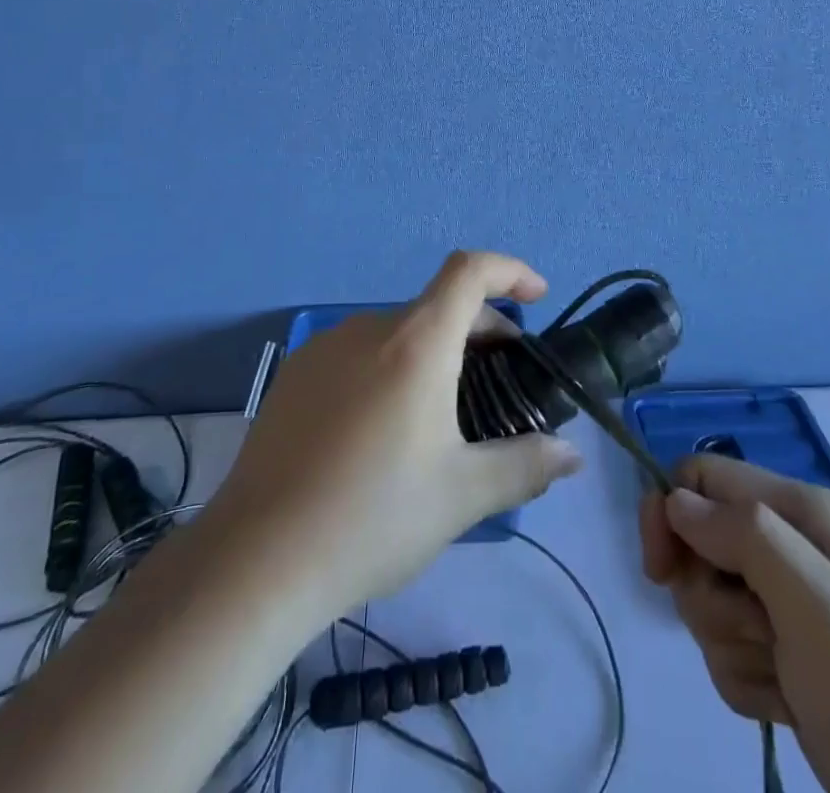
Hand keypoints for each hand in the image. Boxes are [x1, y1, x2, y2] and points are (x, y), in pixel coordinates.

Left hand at [200, 251, 583, 627]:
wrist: (257, 559)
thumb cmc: (372, 517)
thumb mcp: (462, 496)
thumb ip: (525, 465)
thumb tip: (572, 456)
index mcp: (416, 342)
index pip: (470, 271)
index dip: (510, 271)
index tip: (537, 298)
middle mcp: (369, 328)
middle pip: (437, 305)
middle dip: (479, 330)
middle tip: (500, 383)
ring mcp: (325, 347)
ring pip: (397, 332)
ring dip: (433, 353)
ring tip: (442, 415)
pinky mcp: (295, 374)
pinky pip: (359, 353)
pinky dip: (390, 367)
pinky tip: (382, 429)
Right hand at [640, 456, 829, 792]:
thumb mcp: (821, 606)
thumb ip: (747, 538)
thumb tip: (676, 499)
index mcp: (798, 512)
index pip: (701, 477)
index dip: (669, 513)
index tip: (660, 571)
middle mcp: (786, 545)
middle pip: (696, 544)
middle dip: (709, 595)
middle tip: (757, 633)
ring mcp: (782, 603)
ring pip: (705, 601)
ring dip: (732, 646)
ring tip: (785, 677)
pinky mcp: (779, 656)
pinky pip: (724, 651)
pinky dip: (746, 682)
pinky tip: (787, 703)